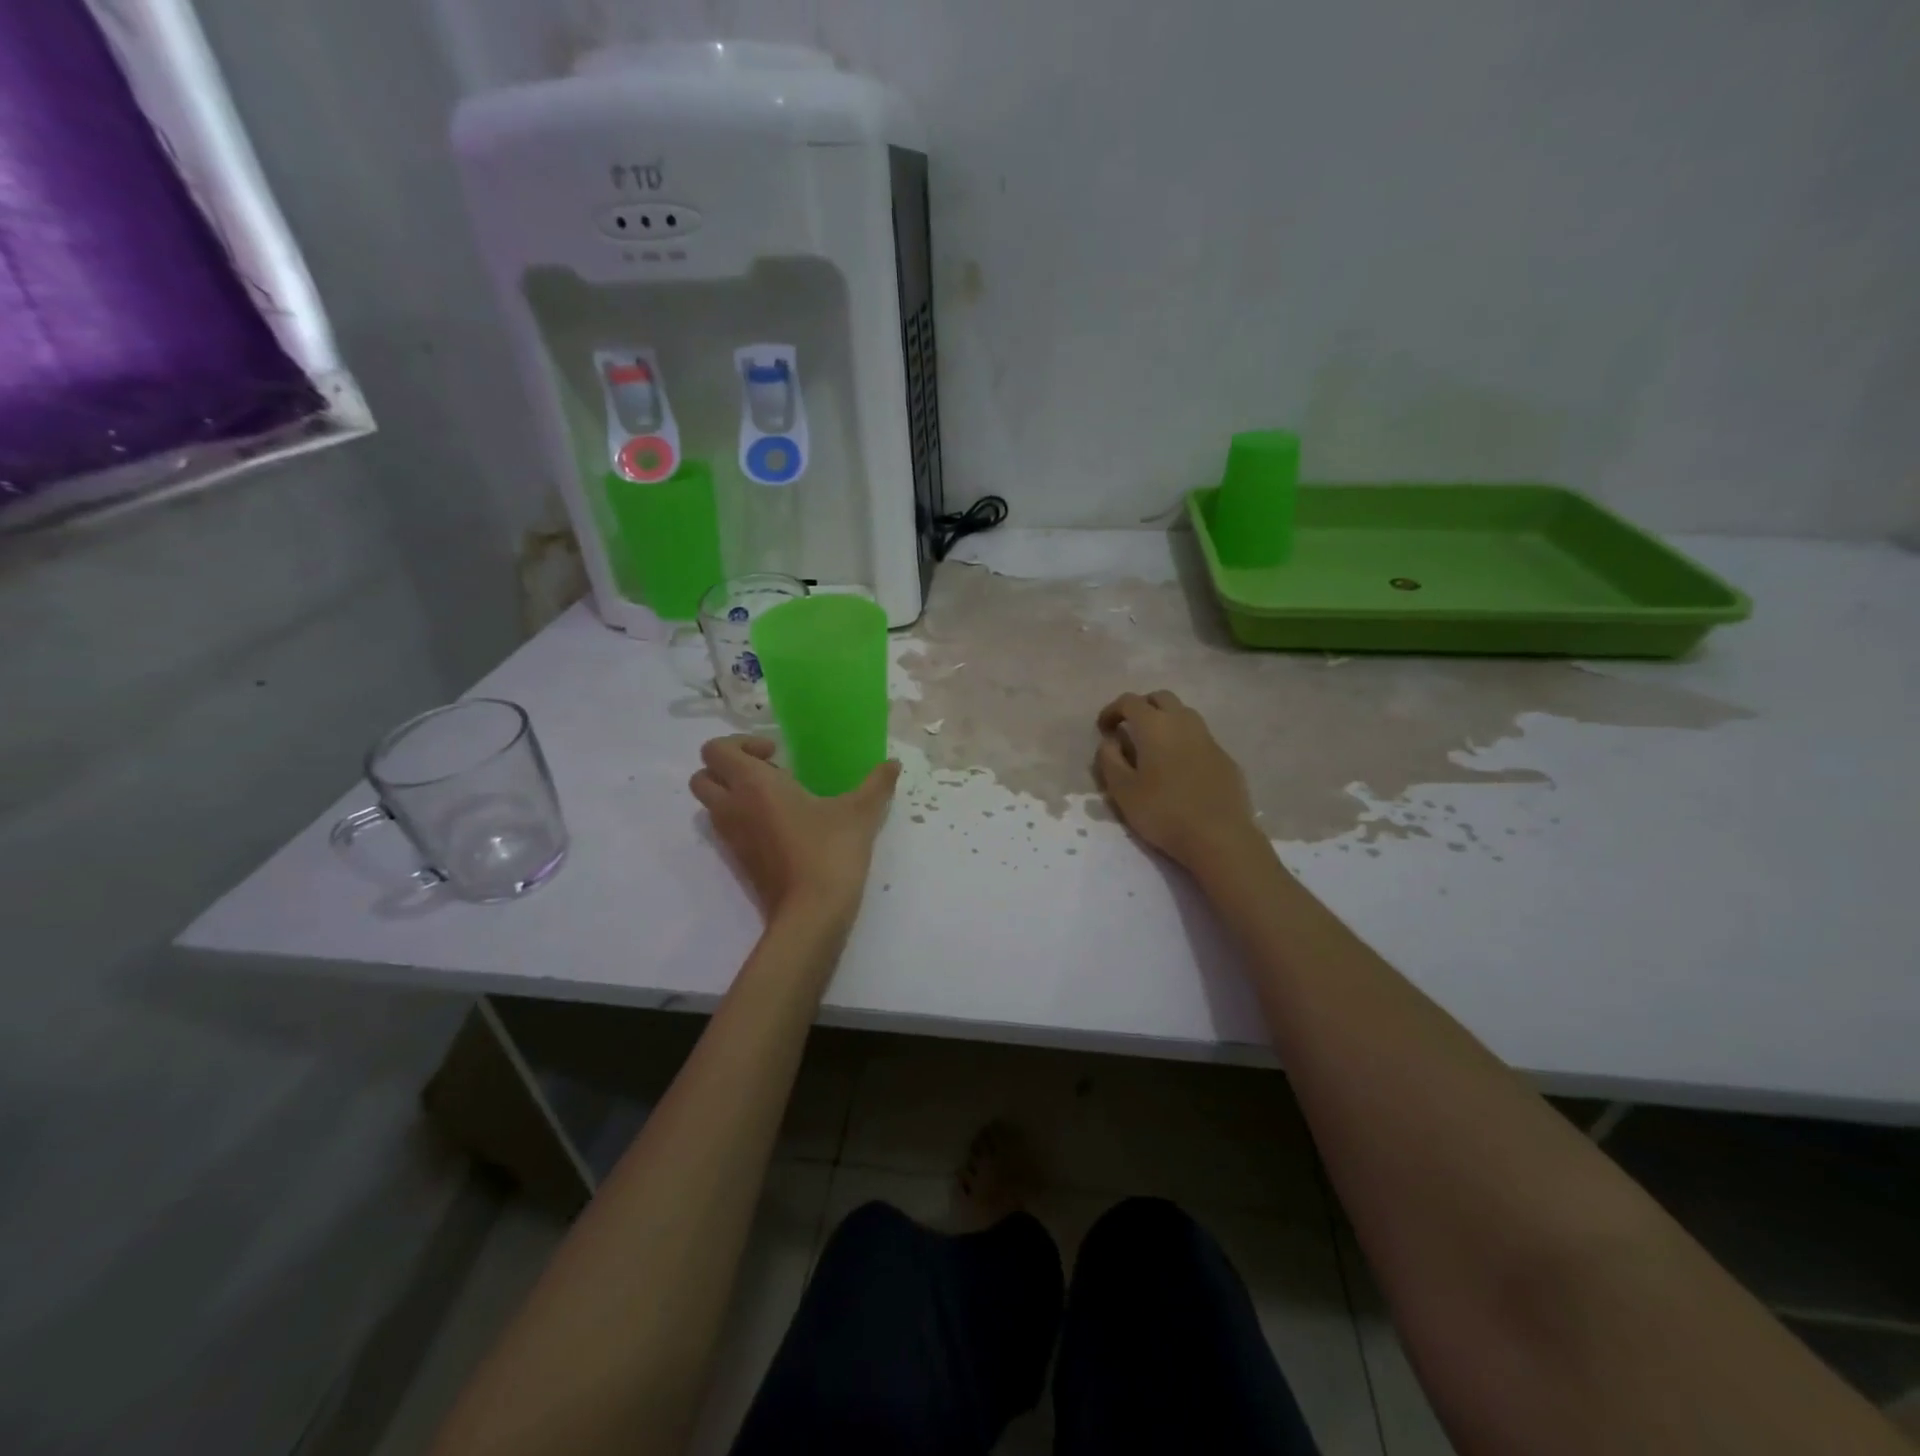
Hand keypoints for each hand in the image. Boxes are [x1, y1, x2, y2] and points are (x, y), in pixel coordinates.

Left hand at [689, 736, 900, 921]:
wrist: (812, 913)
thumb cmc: (830, 851)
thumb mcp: (860, 812)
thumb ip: (877, 783)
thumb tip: (894, 763)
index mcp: (752, 784)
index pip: (716, 750)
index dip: (740, 743)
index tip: (776, 754)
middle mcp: (732, 807)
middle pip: (702, 776)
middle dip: (728, 768)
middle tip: (769, 773)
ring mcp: (731, 837)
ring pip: (711, 804)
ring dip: (733, 793)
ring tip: (778, 799)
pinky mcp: (738, 861)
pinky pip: (727, 828)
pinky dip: (743, 819)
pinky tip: (784, 826)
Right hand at [1095, 690, 1264, 871]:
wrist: (1219, 836)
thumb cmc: (1163, 812)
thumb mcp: (1122, 790)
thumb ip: (1109, 760)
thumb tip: (1110, 742)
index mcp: (1155, 725)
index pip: (1129, 701)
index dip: (1112, 710)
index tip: (1103, 729)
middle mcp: (1184, 722)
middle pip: (1161, 698)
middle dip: (1142, 707)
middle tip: (1129, 730)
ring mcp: (1209, 738)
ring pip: (1184, 715)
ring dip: (1165, 721)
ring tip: (1153, 748)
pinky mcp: (1225, 757)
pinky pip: (1200, 738)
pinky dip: (1184, 742)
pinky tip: (1179, 769)